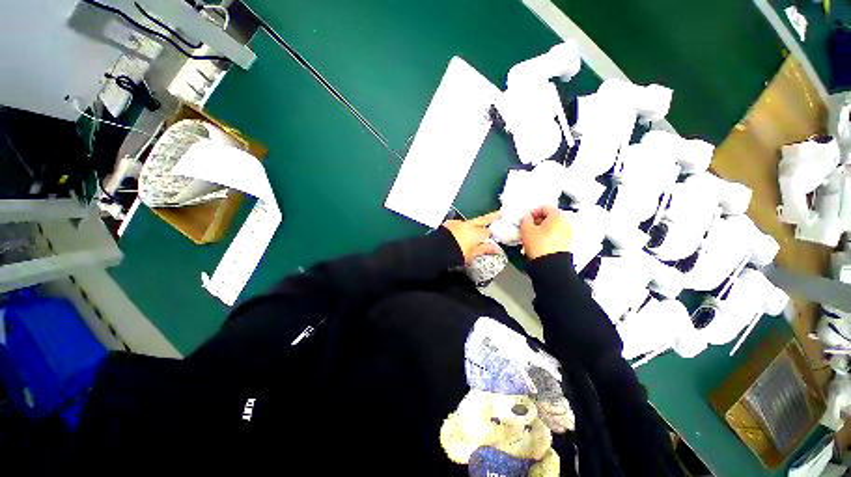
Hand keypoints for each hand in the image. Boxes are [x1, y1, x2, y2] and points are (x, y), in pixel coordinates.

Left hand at [442, 212, 501, 262]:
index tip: (496, 235)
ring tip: (475, 230)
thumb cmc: (457, 253)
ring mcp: (459, 222)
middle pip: (483, 219)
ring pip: (470, 222)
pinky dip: (462, 227)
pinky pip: (459, 224)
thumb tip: (496, 249)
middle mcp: (469, 225)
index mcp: (476, 233)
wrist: (438, 249)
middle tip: (500, 213)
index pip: (488, 232)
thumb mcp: (472, 254)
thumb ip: (484, 249)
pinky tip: (460, 232)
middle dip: (492, 216)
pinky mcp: (449, 223)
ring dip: (474, 224)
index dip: (492, 234)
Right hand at [520, 205, 571, 259]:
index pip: (544, 207)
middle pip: (550, 216)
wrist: (550, 265)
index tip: (526, 218)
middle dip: (537, 220)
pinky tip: (538, 241)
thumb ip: (525, 219)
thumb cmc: (540, 246)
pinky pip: (555, 234)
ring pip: (552, 226)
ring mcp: (568, 233)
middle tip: (527, 226)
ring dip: (541, 228)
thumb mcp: (526, 229)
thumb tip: (527, 217)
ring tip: (531, 235)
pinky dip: (547, 235)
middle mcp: (566, 222)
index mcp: (558, 215)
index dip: (533, 211)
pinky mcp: (567, 243)